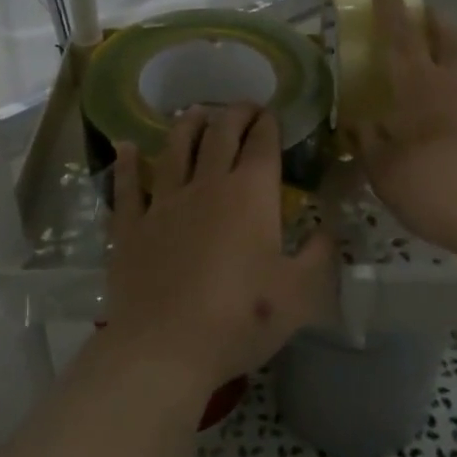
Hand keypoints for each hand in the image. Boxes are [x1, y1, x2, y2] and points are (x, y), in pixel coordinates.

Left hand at [104, 104, 334, 395]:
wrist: (165, 348)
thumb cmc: (241, 319)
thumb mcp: (300, 294)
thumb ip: (320, 255)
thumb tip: (330, 229)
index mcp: (251, 195)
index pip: (262, 144)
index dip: (268, 124)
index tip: (271, 114)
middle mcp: (207, 185)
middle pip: (220, 135)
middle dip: (234, 114)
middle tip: (243, 107)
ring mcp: (164, 203)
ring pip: (175, 149)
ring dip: (187, 126)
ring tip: (195, 112)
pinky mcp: (131, 226)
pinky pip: (127, 186)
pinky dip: (126, 164)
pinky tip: (125, 147)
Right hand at [350, 0, 456, 259]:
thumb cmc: (432, 187)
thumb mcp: (383, 170)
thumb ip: (367, 142)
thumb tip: (356, 123)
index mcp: (418, 87)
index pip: (402, 36)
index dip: (391, 8)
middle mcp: (450, 87)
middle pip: (446, 38)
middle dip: (432, 20)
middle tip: (421, 13)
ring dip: (446, 49)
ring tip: (427, 59)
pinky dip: (452, 86)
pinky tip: (437, 111)